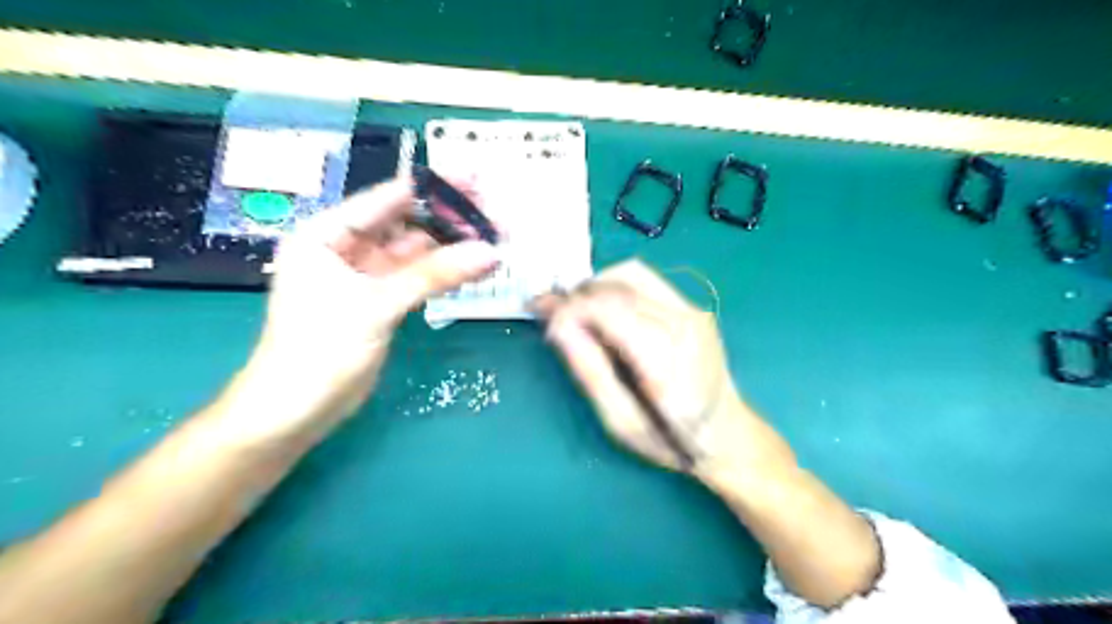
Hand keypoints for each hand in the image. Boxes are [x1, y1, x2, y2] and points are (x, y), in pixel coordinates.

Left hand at [243, 179, 500, 434]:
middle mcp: (344, 248)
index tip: (475, 180)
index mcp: (326, 234)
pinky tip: (474, 267)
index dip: (431, 189)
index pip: (385, 200)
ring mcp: (365, 276)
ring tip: (493, 239)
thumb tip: (489, 252)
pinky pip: (417, 277)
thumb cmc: (318, 351)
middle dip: (447, 219)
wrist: (296, 411)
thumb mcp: (376, 305)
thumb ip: (434, 275)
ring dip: (451, 246)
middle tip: (493, 213)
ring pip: (415, 252)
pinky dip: (444, 273)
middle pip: (405, 223)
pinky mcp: (381, 301)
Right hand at [536, 262, 788, 479]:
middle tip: (550, 312)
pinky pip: (646, 280)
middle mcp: (684, 324)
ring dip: (596, 285)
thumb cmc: (670, 439)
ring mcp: (693, 310)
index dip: (568, 307)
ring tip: (576, 309)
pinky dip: (615, 287)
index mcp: (667, 360)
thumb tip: (557, 326)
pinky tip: (604, 310)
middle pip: (617, 284)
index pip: (608, 309)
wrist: (726, 433)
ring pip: (631, 273)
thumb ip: (589, 371)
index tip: (541, 316)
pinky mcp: (693, 306)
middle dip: (576, 293)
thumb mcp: (620, 422)